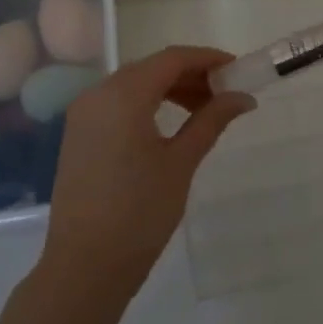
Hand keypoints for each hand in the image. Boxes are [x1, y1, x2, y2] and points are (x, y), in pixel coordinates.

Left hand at [41, 46, 255, 295]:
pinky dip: (148, 104)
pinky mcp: (79, 135)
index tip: (238, 69)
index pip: (172, 58)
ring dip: (170, 89)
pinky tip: (171, 125)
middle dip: (191, 74)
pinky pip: (118, 104)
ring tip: (204, 111)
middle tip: (226, 94)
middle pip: (151, 68)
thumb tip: (243, 97)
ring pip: (134, 85)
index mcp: (123, 95)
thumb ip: (211, 121)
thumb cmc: (140, 212)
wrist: (85, 265)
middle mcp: (98, 94)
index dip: (208, 58)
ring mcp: (83, 115)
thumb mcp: (181, 162)